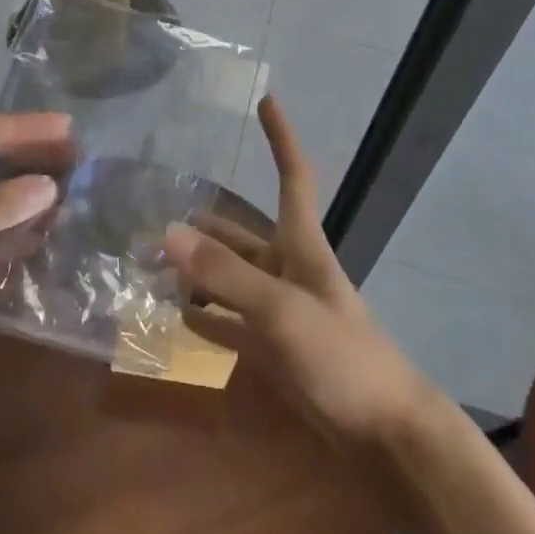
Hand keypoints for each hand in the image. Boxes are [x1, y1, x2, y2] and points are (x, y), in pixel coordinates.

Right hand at [166, 97, 439, 448]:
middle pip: (242, 234)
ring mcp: (279, 310)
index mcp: (301, 246)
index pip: (293, 176)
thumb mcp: (281, 311)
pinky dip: (203, 316)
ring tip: (151, 262)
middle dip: (204, 224)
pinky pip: (229, 322)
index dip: (281, 138)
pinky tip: (174, 314)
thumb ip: (225, 276)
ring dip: (196, 270)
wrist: (383, 433)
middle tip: (155, 215)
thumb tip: (168, 233)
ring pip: (230, 278)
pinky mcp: (272, 348)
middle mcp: (288, 269)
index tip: (267, 100)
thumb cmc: (341, 356)